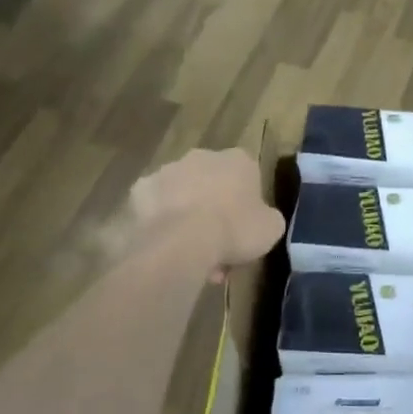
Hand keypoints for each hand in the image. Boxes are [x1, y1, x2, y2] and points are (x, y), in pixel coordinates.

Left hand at [125, 149, 283, 277]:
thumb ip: (268, 218)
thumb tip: (261, 219)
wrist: (181, 241)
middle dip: (215, 213)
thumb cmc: (234, 230)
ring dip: (187, 219)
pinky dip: (160, 224)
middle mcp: (203, 156)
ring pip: (183, 196)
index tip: (244, 231)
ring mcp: (168, 170)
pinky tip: (166, 248)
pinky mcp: (141, 189)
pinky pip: (155, 208)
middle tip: (217, 249)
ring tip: (190, 257)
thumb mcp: (271, 229)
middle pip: (212, 184)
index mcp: (238, 160)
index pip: (248, 177)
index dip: (247, 206)